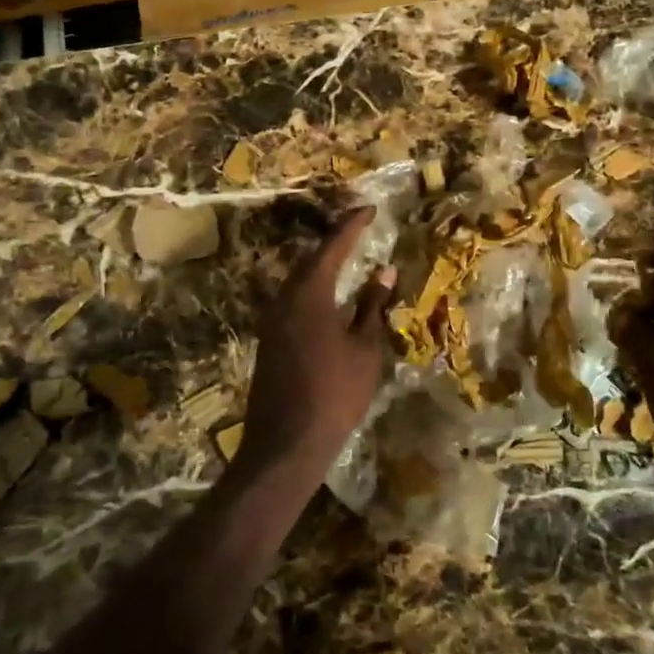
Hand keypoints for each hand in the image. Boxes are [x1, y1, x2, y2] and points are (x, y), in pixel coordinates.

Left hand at [236, 209, 396, 490]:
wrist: (285, 443)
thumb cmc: (335, 392)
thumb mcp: (364, 348)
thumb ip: (372, 306)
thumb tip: (384, 272)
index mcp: (309, 293)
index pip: (333, 247)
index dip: (352, 226)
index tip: (370, 209)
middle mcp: (284, 298)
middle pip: (310, 260)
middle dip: (335, 244)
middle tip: (359, 232)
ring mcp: (271, 320)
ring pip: (299, 281)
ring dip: (323, 269)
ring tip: (348, 262)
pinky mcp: (268, 340)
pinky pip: (293, 301)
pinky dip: (314, 292)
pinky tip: (330, 302)